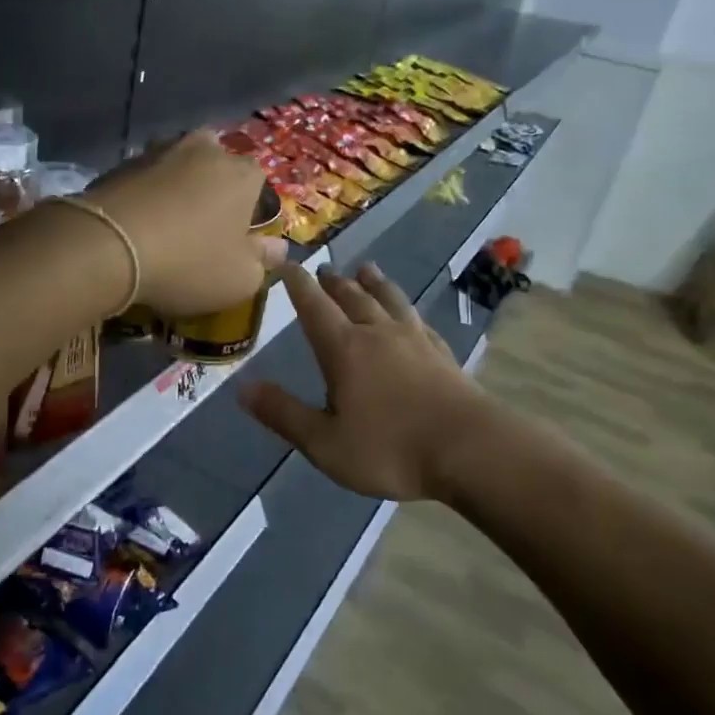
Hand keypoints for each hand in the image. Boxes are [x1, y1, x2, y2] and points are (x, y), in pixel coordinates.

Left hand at [86, 130, 287, 316]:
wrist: (108, 246)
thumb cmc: (188, 262)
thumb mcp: (239, 279)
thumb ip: (263, 261)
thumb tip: (277, 248)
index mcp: (242, 173)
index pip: (257, 182)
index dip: (248, 210)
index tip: (234, 238)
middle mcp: (204, 149)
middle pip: (216, 165)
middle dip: (212, 188)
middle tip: (199, 227)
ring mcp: (159, 150)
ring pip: (177, 166)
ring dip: (175, 187)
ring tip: (164, 223)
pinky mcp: (121, 162)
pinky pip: (143, 178)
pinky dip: (144, 194)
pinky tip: (135, 223)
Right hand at [238, 262, 477, 500]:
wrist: (472, 451)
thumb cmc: (391, 448)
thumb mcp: (325, 443)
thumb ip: (284, 414)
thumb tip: (242, 388)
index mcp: (344, 349)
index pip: (314, 306)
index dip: (298, 284)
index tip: (287, 263)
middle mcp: (377, 333)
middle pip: (352, 297)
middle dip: (334, 282)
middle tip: (324, 269)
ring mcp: (414, 340)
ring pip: (389, 300)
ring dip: (374, 283)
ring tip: (366, 269)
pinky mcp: (442, 354)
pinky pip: (419, 320)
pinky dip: (406, 310)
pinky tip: (410, 315)